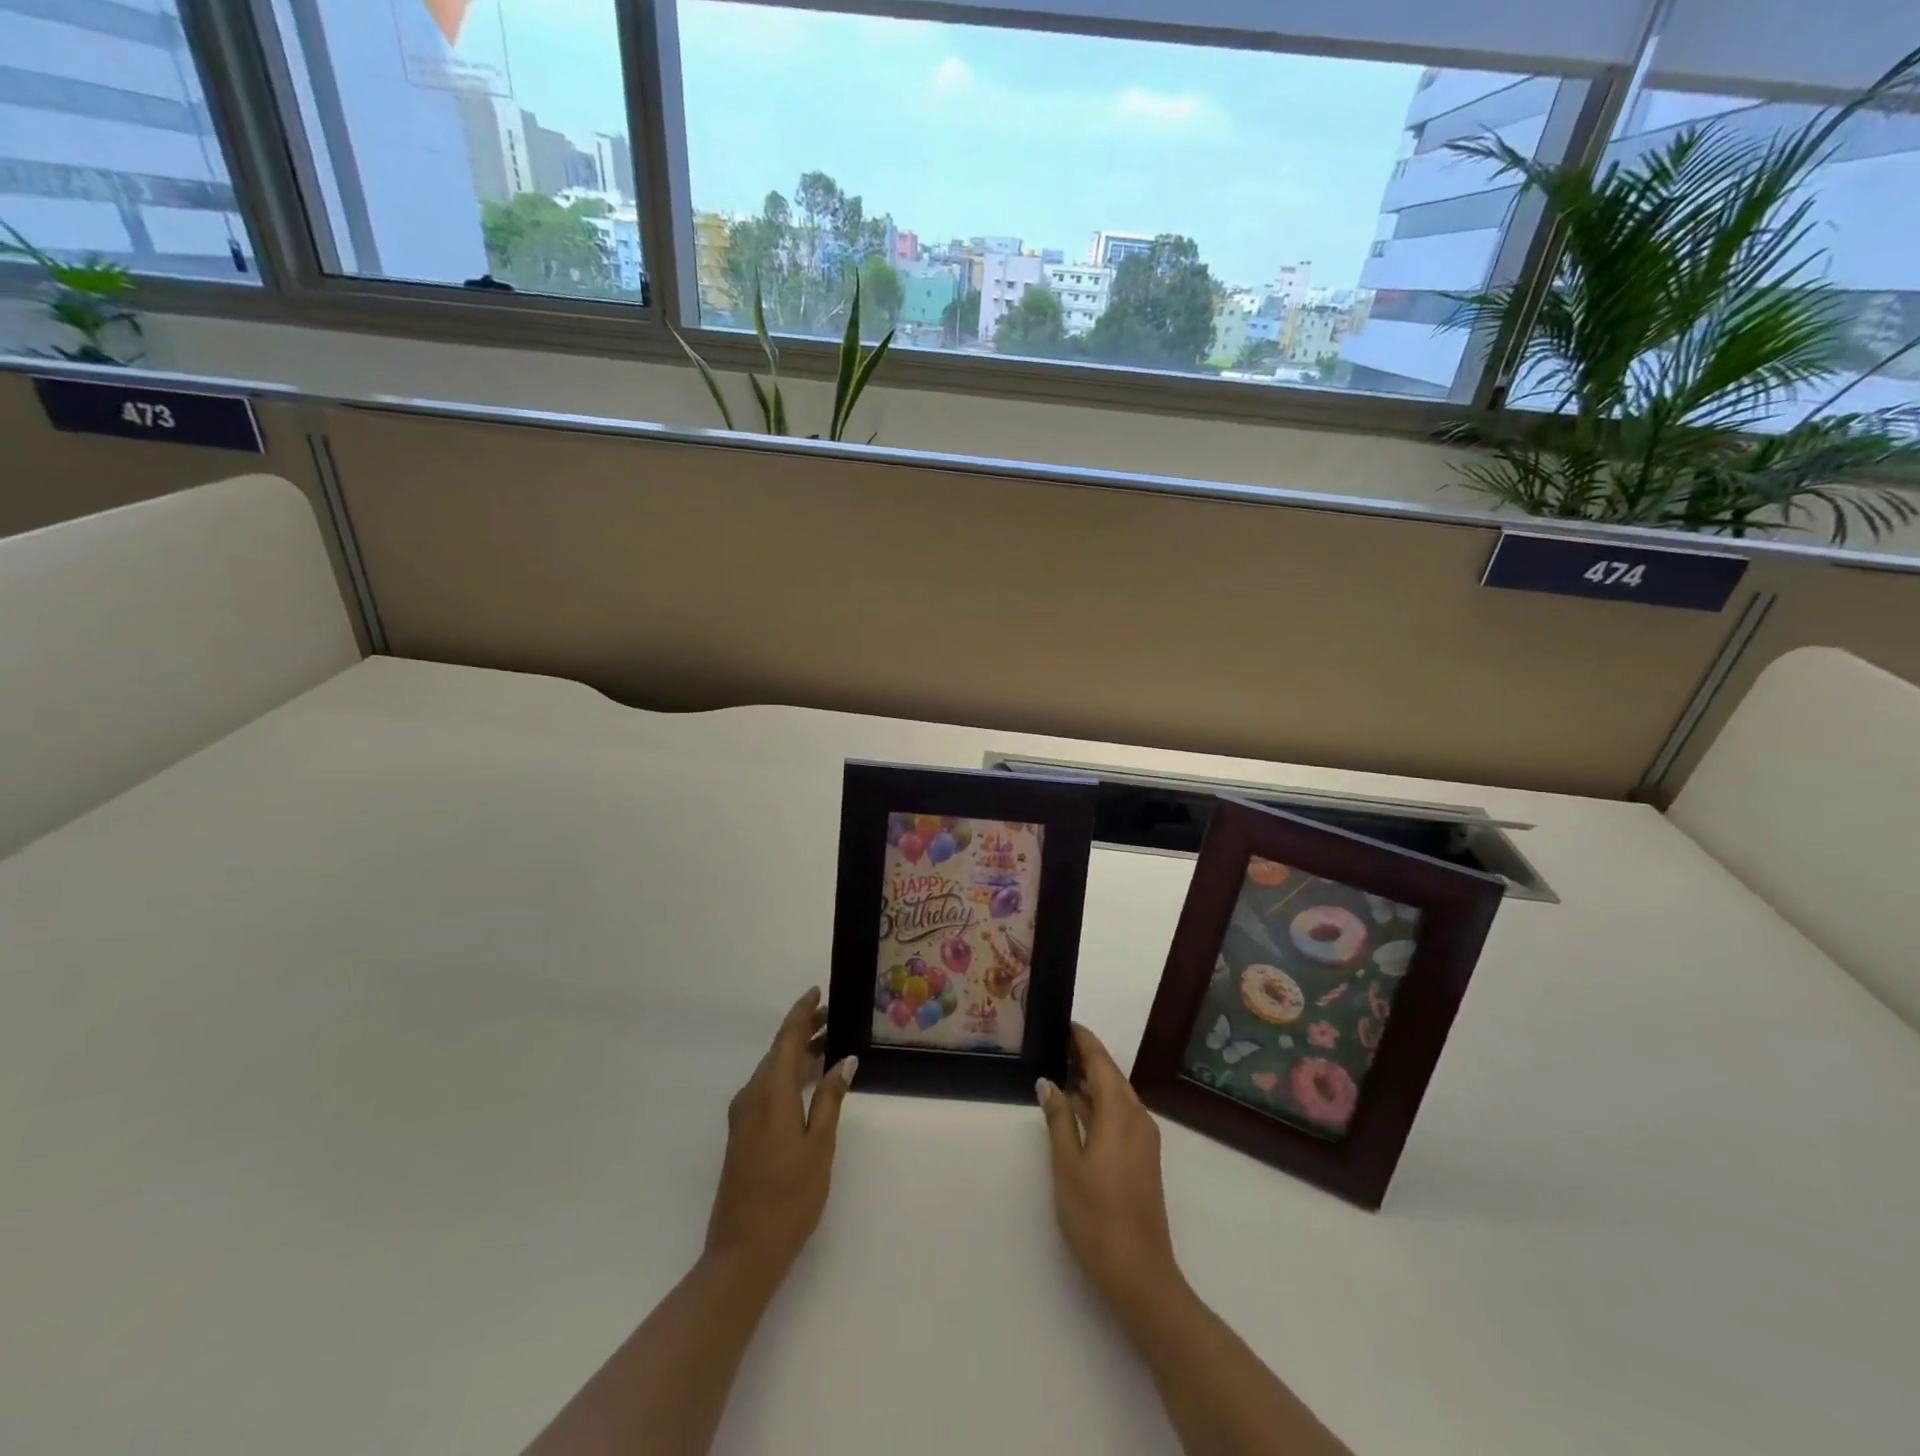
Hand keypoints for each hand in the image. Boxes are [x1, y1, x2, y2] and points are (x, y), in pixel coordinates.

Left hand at [704, 987, 855, 1285]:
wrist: (743, 1253)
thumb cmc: (789, 1198)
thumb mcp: (819, 1146)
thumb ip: (829, 1099)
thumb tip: (843, 1060)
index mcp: (770, 1093)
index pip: (786, 1039)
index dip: (802, 1012)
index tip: (817, 991)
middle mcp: (752, 1096)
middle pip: (778, 1051)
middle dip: (804, 1031)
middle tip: (834, 1016)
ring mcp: (744, 1117)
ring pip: (772, 1070)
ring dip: (797, 1055)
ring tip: (828, 1044)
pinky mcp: (743, 1134)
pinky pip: (767, 1089)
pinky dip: (789, 1076)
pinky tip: (809, 1083)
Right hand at [1038, 1024, 1181, 1313]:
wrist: (1140, 1274)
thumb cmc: (1096, 1216)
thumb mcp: (1067, 1165)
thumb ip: (1058, 1119)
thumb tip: (1048, 1082)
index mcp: (1119, 1113)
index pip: (1101, 1062)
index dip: (1083, 1041)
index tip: (1065, 1023)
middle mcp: (1137, 1118)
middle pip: (1111, 1076)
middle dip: (1086, 1058)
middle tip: (1055, 1044)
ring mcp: (1143, 1139)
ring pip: (1116, 1096)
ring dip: (1091, 1082)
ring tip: (1060, 1070)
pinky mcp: (1143, 1158)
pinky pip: (1120, 1115)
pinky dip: (1099, 1103)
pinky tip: (1076, 1108)